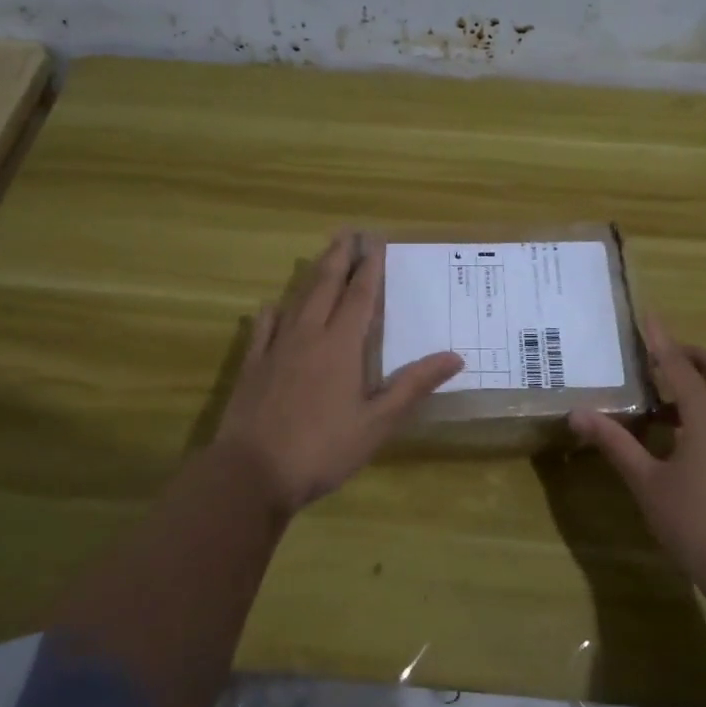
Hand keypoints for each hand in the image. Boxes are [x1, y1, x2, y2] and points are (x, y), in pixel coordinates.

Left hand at [215, 233, 461, 515]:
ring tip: (321, 257)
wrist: (251, 473)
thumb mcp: (377, 423)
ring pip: (296, 301)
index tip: (375, 240)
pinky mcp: (252, 367)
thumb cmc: (322, 449)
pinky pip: (263, 329)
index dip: (370, 267)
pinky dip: (273, 313)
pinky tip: (272, 306)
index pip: (360, 296)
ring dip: (311, 276)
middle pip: (326, 286)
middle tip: (348, 232)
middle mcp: (308, 336)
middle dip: (339, 258)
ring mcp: (276, 349)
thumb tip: (455, 356)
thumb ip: (413, 386)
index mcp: (341, 346)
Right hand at [568, 316, 705, 613]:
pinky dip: (704, 406)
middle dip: (687, 354)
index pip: (678, 365)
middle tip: (655, 355)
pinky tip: (677, 431)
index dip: (660, 339)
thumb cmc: (694, 522)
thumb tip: (578, 413)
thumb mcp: (646, 482)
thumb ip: (614, 443)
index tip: (647, 315)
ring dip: (697, 381)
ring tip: (658, 394)